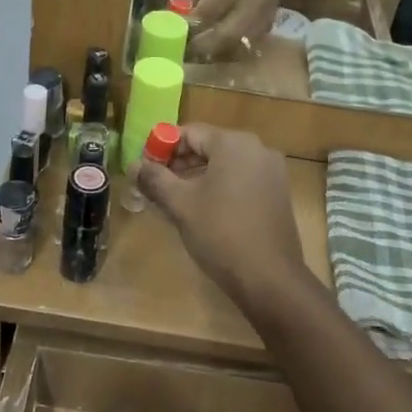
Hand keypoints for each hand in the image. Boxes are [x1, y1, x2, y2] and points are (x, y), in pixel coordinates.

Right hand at [135, 125, 308, 311]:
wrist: (269, 278)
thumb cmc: (221, 233)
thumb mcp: (180, 204)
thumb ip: (154, 179)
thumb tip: (134, 165)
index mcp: (234, 143)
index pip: (189, 133)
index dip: (162, 148)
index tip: (145, 170)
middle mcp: (257, 149)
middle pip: (208, 146)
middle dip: (179, 164)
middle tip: (156, 187)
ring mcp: (271, 171)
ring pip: (225, 164)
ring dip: (197, 177)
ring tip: (174, 200)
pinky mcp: (277, 193)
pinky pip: (241, 179)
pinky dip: (219, 187)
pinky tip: (203, 210)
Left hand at [176, 0, 289, 59]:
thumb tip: (169, 21)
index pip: (208, 12)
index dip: (187, 28)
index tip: (170, 37)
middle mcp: (255, 2)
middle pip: (226, 36)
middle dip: (200, 48)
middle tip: (181, 53)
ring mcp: (265, 18)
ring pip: (235, 47)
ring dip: (211, 55)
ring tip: (193, 54)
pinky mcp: (267, 30)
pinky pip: (243, 49)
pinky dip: (224, 53)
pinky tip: (210, 51)